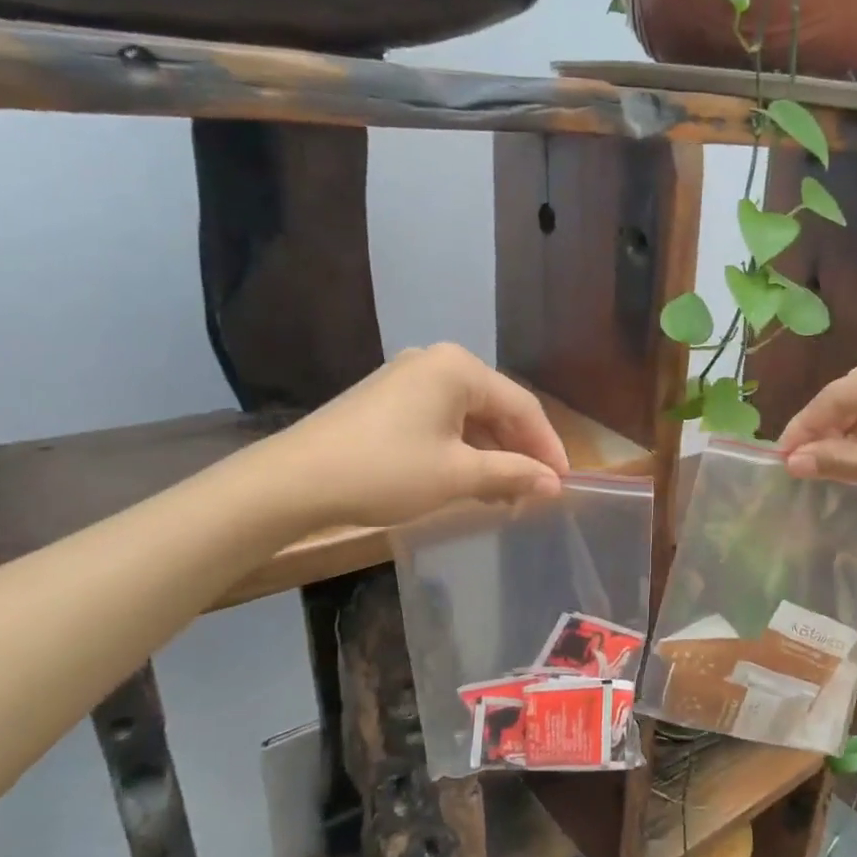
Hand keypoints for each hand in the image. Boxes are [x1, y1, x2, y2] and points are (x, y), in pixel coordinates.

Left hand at [257, 344, 569, 527]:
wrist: (292, 482)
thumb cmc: (385, 471)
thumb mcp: (458, 475)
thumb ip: (513, 474)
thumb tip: (554, 484)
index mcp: (458, 368)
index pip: (523, 406)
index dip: (548, 446)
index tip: (564, 483)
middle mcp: (436, 362)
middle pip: (497, 408)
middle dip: (520, 451)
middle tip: (536, 492)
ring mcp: (409, 378)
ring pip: (470, 417)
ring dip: (492, 454)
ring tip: (507, 494)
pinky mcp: (388, 400)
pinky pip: (443, 421)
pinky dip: (463, 450)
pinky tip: (471, 480)